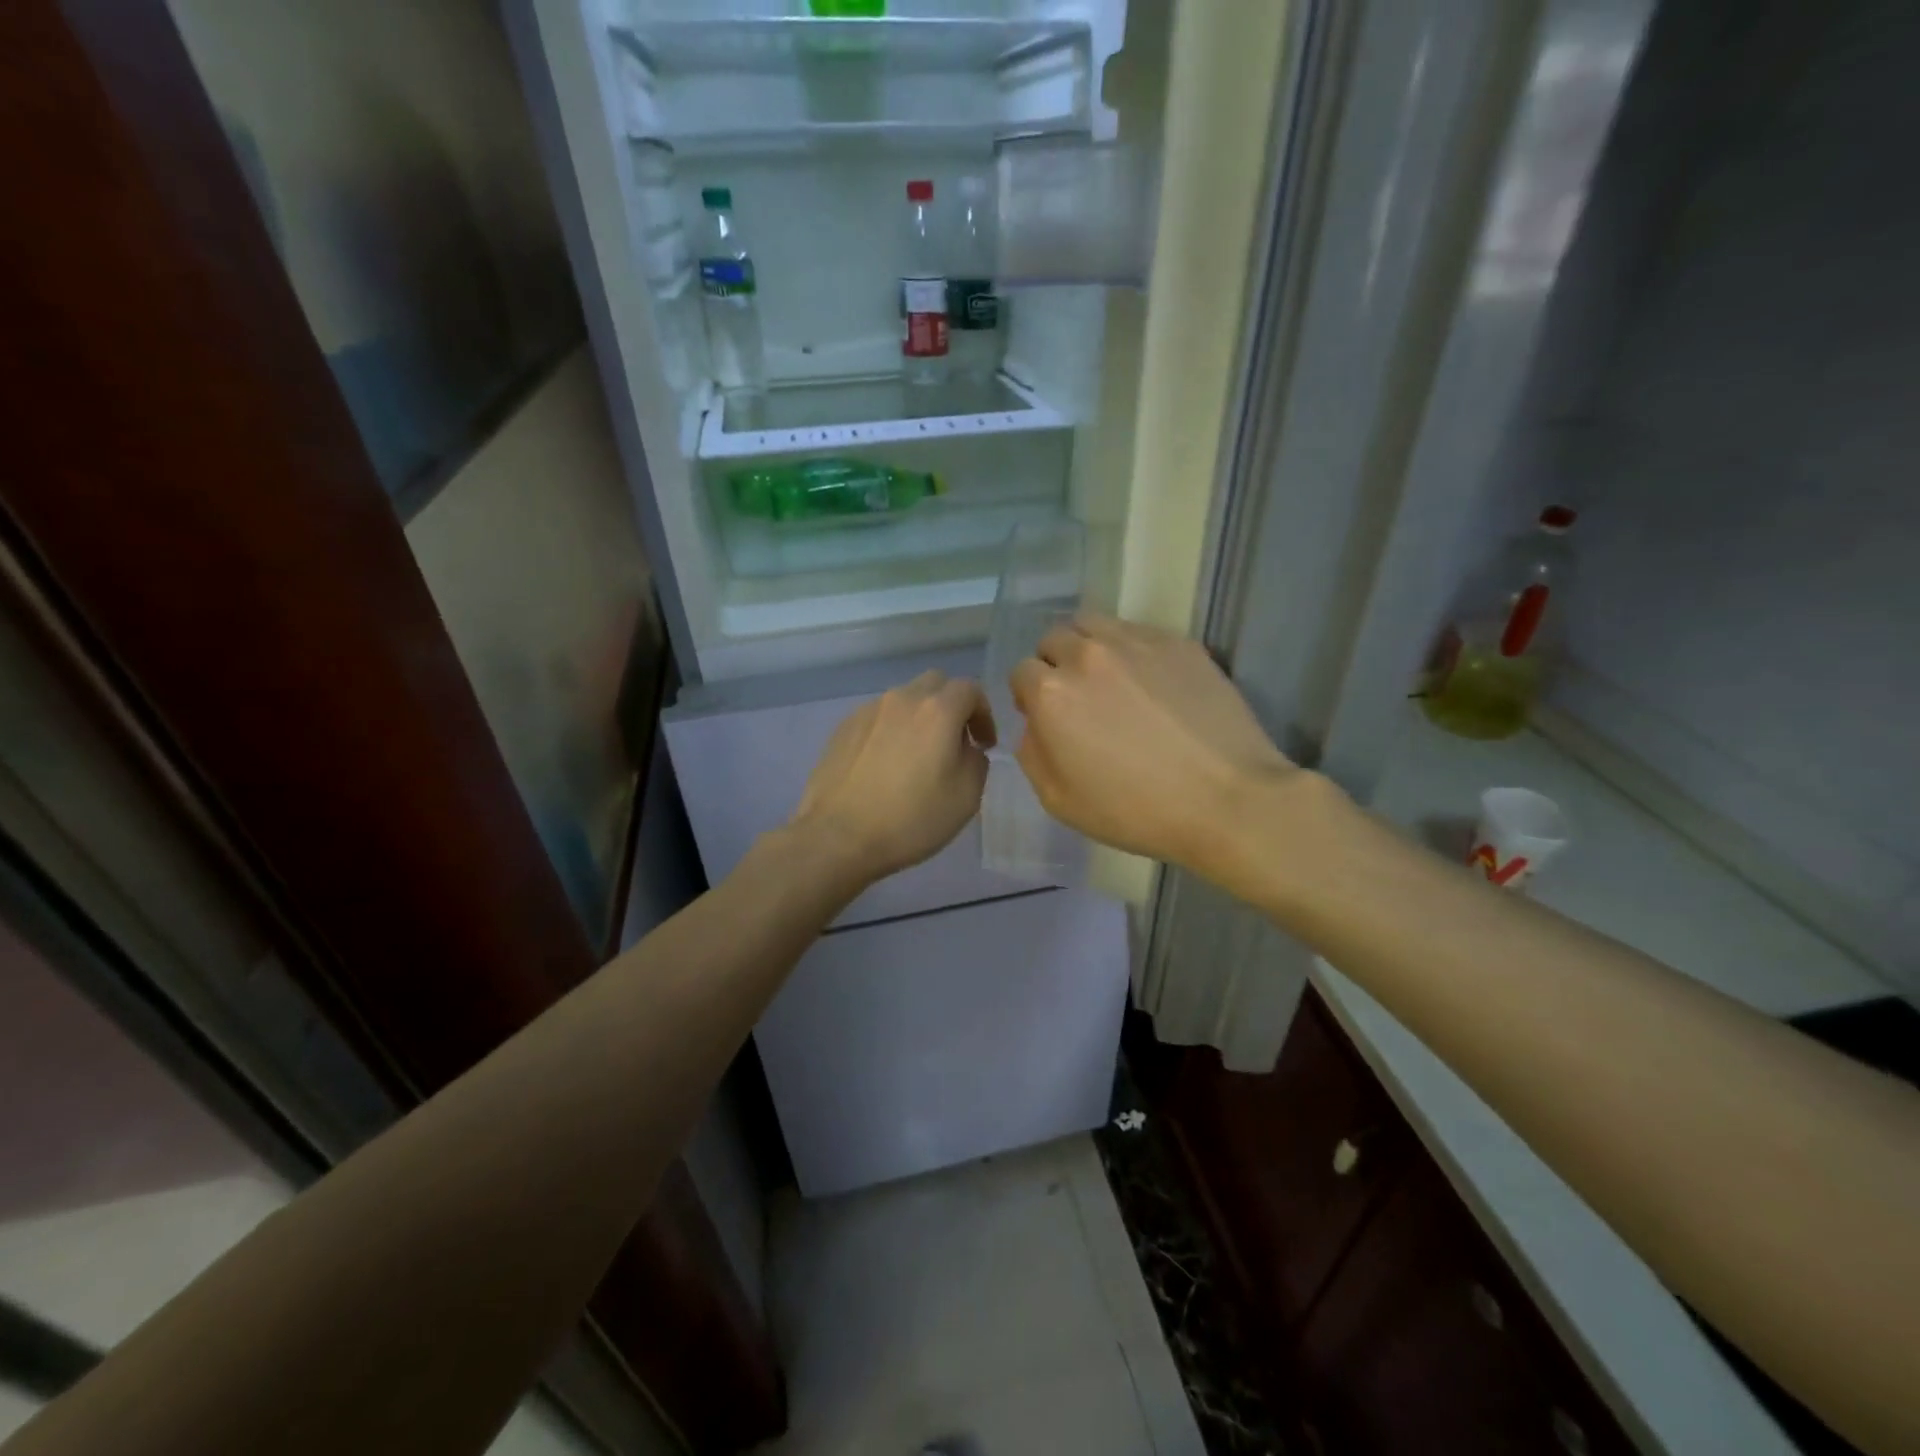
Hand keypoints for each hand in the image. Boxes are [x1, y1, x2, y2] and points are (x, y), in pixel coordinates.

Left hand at [790, 671, 995, 884]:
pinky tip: (886, 765)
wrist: (837, 836)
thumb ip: (976, 761)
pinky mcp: (843, 728)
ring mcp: (868, 711)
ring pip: (904, 699)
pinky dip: (891, 730)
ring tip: (917, 756)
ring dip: (919, 718)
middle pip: (935, 684)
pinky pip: (878, 718)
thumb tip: (965, 749)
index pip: (970, 689)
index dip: (984, 714)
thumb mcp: (967, 797)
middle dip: (952, 705)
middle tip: (955, 741)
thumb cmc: (910, 819)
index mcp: (937, 710)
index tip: (984, 744)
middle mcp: (901, 699)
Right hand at [1011, 614, 1299, 875]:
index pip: (1021, 672)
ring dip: (1089, 646)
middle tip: (1077, 698)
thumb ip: (1032, 753)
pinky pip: (1138, 632)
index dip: (1029, 697)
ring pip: (1094, 624)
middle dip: (1055, 664)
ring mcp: (1137, 642)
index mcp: (1052, 693)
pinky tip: (1152, 684)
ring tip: (1109, 679)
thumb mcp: (1059, 801)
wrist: (1227, 800)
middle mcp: (1088, 655)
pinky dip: (1131, 650)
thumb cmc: (1136, 811)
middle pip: (1054, 639)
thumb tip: (1034, 725)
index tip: (1047, 718)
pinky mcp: (1179, 642)